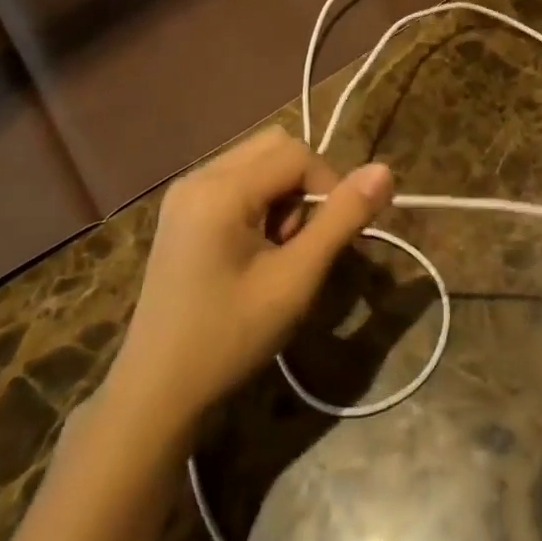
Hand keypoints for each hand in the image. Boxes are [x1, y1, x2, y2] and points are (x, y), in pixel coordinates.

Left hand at [101, 127, 393, 437]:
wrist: (156, 394)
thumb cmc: (230, 338)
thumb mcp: (296, 280)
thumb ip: (342, 219)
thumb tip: (385, 171)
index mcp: (220, 189)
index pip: (298, 154)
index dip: (330, 186)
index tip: (336, 237)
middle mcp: (198, 176)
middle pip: (276, 146)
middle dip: (304, 185)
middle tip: (301, 242)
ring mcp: (184, 191)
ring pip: (258, 161)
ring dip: (283, 193)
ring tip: (278, 250)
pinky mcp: (182, 209)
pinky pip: (237, 180)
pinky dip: (260, 201)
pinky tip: (254, 249)